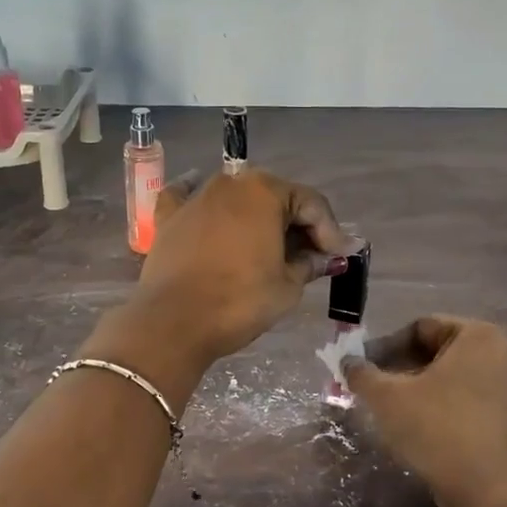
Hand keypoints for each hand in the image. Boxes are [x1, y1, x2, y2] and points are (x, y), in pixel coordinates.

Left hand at [131, 169, 356, 366]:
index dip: (330, 231)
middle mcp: (229, 183)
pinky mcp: (168, 218)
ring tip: (270, 246)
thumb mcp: (287, 286)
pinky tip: (204, 201)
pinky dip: (201, 202)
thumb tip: (327, 257)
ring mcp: (195, 198)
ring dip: (256, 217)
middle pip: (274, 197)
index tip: (338, 258)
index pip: (311, 204)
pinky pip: (187, 198)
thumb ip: (310, 263)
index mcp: (264, 191)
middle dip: (295, 224)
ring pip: (235, 198)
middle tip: (309, 255)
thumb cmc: (239, 301)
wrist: (173, 323)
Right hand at [344, 316, 506, 503]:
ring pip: (472, 378)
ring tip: (415, 409)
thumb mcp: (385, 397)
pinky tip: (472, 415)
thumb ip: (362, 373)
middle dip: (412, 367)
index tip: (366, 370)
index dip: (387, 347)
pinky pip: (502, 404)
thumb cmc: (434, 430)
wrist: (484, 492)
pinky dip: (486, 406)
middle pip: (447, 352)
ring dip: (444, 386)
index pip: (421, 330)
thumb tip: (348, 362)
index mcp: (478, 336)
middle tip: (383, 390)